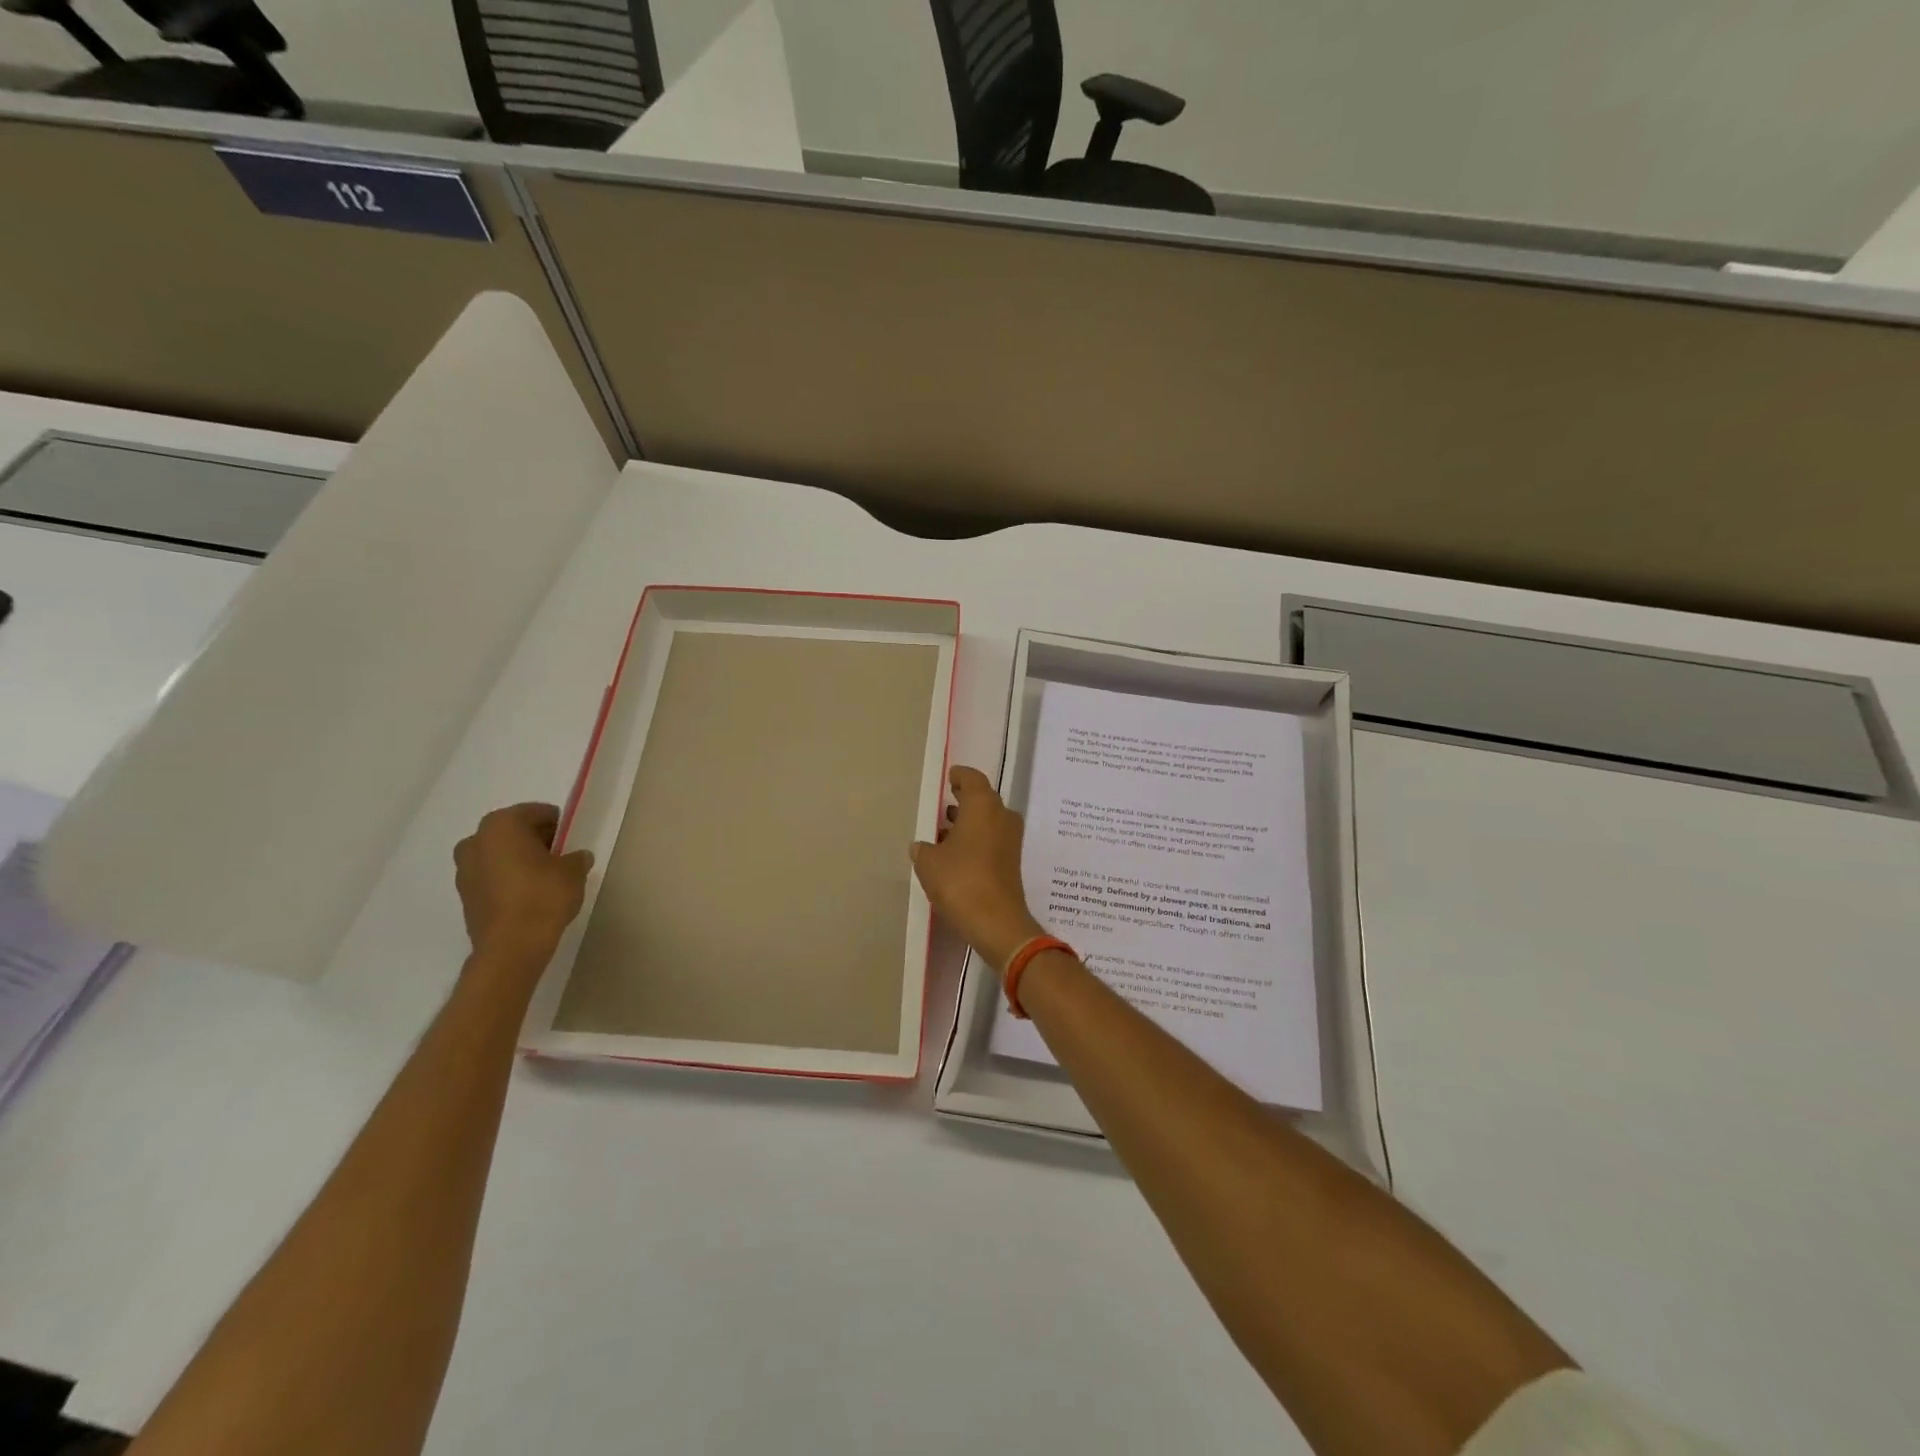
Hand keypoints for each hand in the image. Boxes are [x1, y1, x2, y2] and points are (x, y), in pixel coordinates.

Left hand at [453, 803, 594, 955]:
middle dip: (535, 840)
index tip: (571, 838)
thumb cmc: (543, 895)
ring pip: (499, 854)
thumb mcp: (574, 870)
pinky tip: (528, 894)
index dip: (557, 824)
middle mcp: (476, 840)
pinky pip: (491, 876)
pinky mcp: (464, 895)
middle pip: (513, 831)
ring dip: (518, 860)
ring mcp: (464, 869)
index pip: (536, 812)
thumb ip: (576, 857)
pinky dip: (507, 878)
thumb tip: (576, 857)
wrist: (511, 945)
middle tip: (559, 855)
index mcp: (502, 824)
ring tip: (544, 877)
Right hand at [910, 767, 1045, 968]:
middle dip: (964, 801)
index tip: (949, 777)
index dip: (960, 776)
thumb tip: (922, 846)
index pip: (972, 779)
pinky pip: (992, 839)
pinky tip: (956, 854)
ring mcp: (1010, 840)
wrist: (996, 922)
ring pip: (988, 821)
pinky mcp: (1012, 861)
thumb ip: (923, 849)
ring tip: (944, 831)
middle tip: (944, 804)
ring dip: (969, 823)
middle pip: (983, 799)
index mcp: (983, 806)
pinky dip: (976, 840)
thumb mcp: (929, 863)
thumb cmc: (960, 881)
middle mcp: (1001, 816)